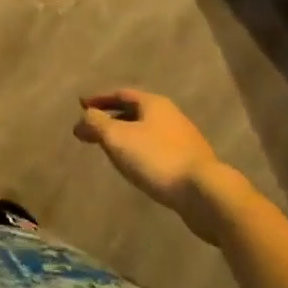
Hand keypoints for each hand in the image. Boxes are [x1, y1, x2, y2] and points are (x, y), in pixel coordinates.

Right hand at [73, 90, 229, 243]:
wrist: (206, 194)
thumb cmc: (157, 158)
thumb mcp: (118, 138)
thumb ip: (96, 124)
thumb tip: (82, 120)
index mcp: (153, 103)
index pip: (120, 94)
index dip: (99, 99)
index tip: (81, 105)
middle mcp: (170, 115)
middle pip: (135, 111)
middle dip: (113, 118)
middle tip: (94, 129)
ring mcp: (184, 139)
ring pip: (148, 131)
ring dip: (128, 136)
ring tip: (113, 149)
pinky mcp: (192, 163)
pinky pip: (159, 150)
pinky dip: (142, 152)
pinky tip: (137, 167)